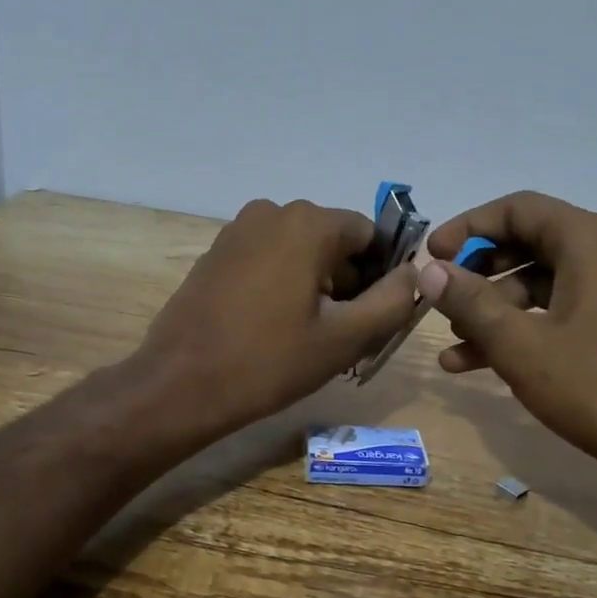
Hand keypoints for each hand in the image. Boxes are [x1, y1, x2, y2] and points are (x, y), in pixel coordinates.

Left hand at [135, 198, 420, 438]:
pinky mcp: (216, 253)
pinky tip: (273, 328)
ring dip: (315, 286)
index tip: (373, 317)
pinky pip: (268, 260)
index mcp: (308, 223)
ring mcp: (237, 231)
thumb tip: (416, 273)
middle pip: (333, 242)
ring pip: (300, 252)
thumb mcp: (345, 338)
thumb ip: (393, 301)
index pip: (369, 236)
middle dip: (347, 282)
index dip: (381, 275)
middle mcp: (272, 212)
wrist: (180, 385)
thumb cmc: (268, 362)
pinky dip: (283, 285)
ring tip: (308, 337)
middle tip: (343, 335)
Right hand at [420, 192, 596, 477]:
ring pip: (542, 284)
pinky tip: (478, 363)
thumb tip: (428, 270)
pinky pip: (562, 310)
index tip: (432, 256)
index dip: (467, 228)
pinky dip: (523, 328)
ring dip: (494, 310)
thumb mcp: (519, 344)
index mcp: (591, 241)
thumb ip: (469, 301)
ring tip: (452, 344)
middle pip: (529, 243)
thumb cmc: (594, 386)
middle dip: (478, 272)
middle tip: (441, 297)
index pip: (518, 209)